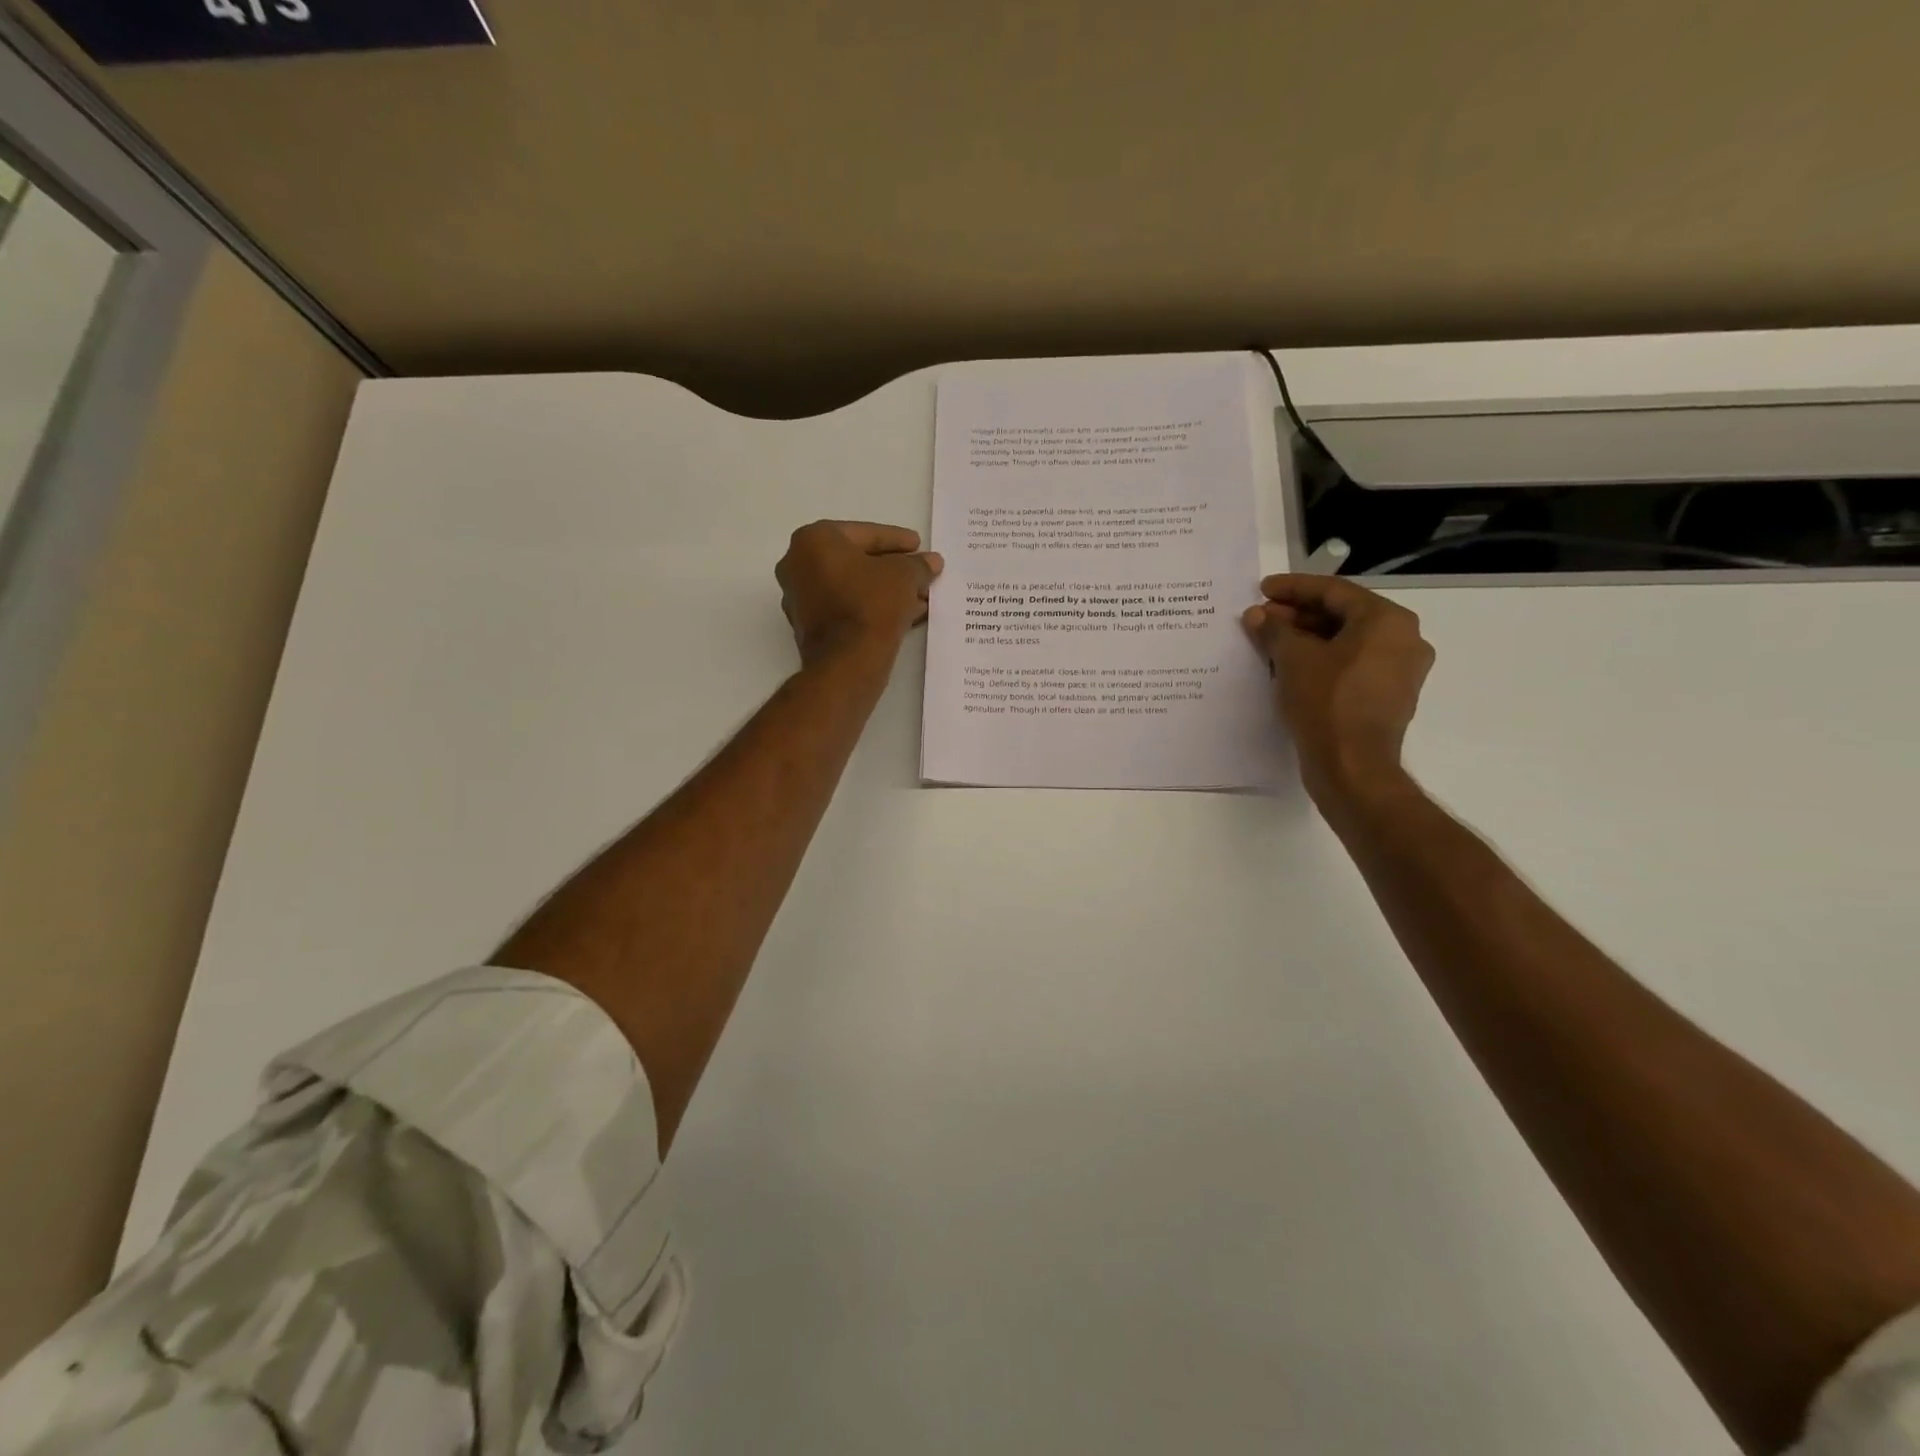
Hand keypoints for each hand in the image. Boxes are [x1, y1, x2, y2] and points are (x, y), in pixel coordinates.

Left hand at [776, 520, 942, 668]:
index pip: (865, 534)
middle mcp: (797, 564)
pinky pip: (844, 608)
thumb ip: (918, 564)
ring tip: (919, 598)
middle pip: (856, 561)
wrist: (847, 662)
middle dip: (891, 569)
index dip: (897, 539)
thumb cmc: (871, 605)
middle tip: (919, 572)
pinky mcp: (807, 627)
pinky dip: (870, 608)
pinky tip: (903, 615)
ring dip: (885, 590)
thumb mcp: (904, 576)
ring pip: (851, 587)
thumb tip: (931, 561)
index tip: (919, 545)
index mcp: (814, 540)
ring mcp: (798, 598)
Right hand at [1242, 575, 1434, 809]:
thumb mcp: (1292, 659)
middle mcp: (1403, 639)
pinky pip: (1352, 666)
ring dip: (1307, 638)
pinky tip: (1290, 667)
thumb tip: (1257, 616)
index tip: (1262, 590)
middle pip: (1343, 615)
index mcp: (1387, 620)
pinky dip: (1322, 660)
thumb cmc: (1326, 702)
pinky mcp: (1388, 697)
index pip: (1334, 591)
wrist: (1352, 766)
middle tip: (1261, 618)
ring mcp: (1399, 671)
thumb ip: (1274, 630)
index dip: (1293, 588)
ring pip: (1347, 642)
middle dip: (1298, 615)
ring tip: (1270, 642)